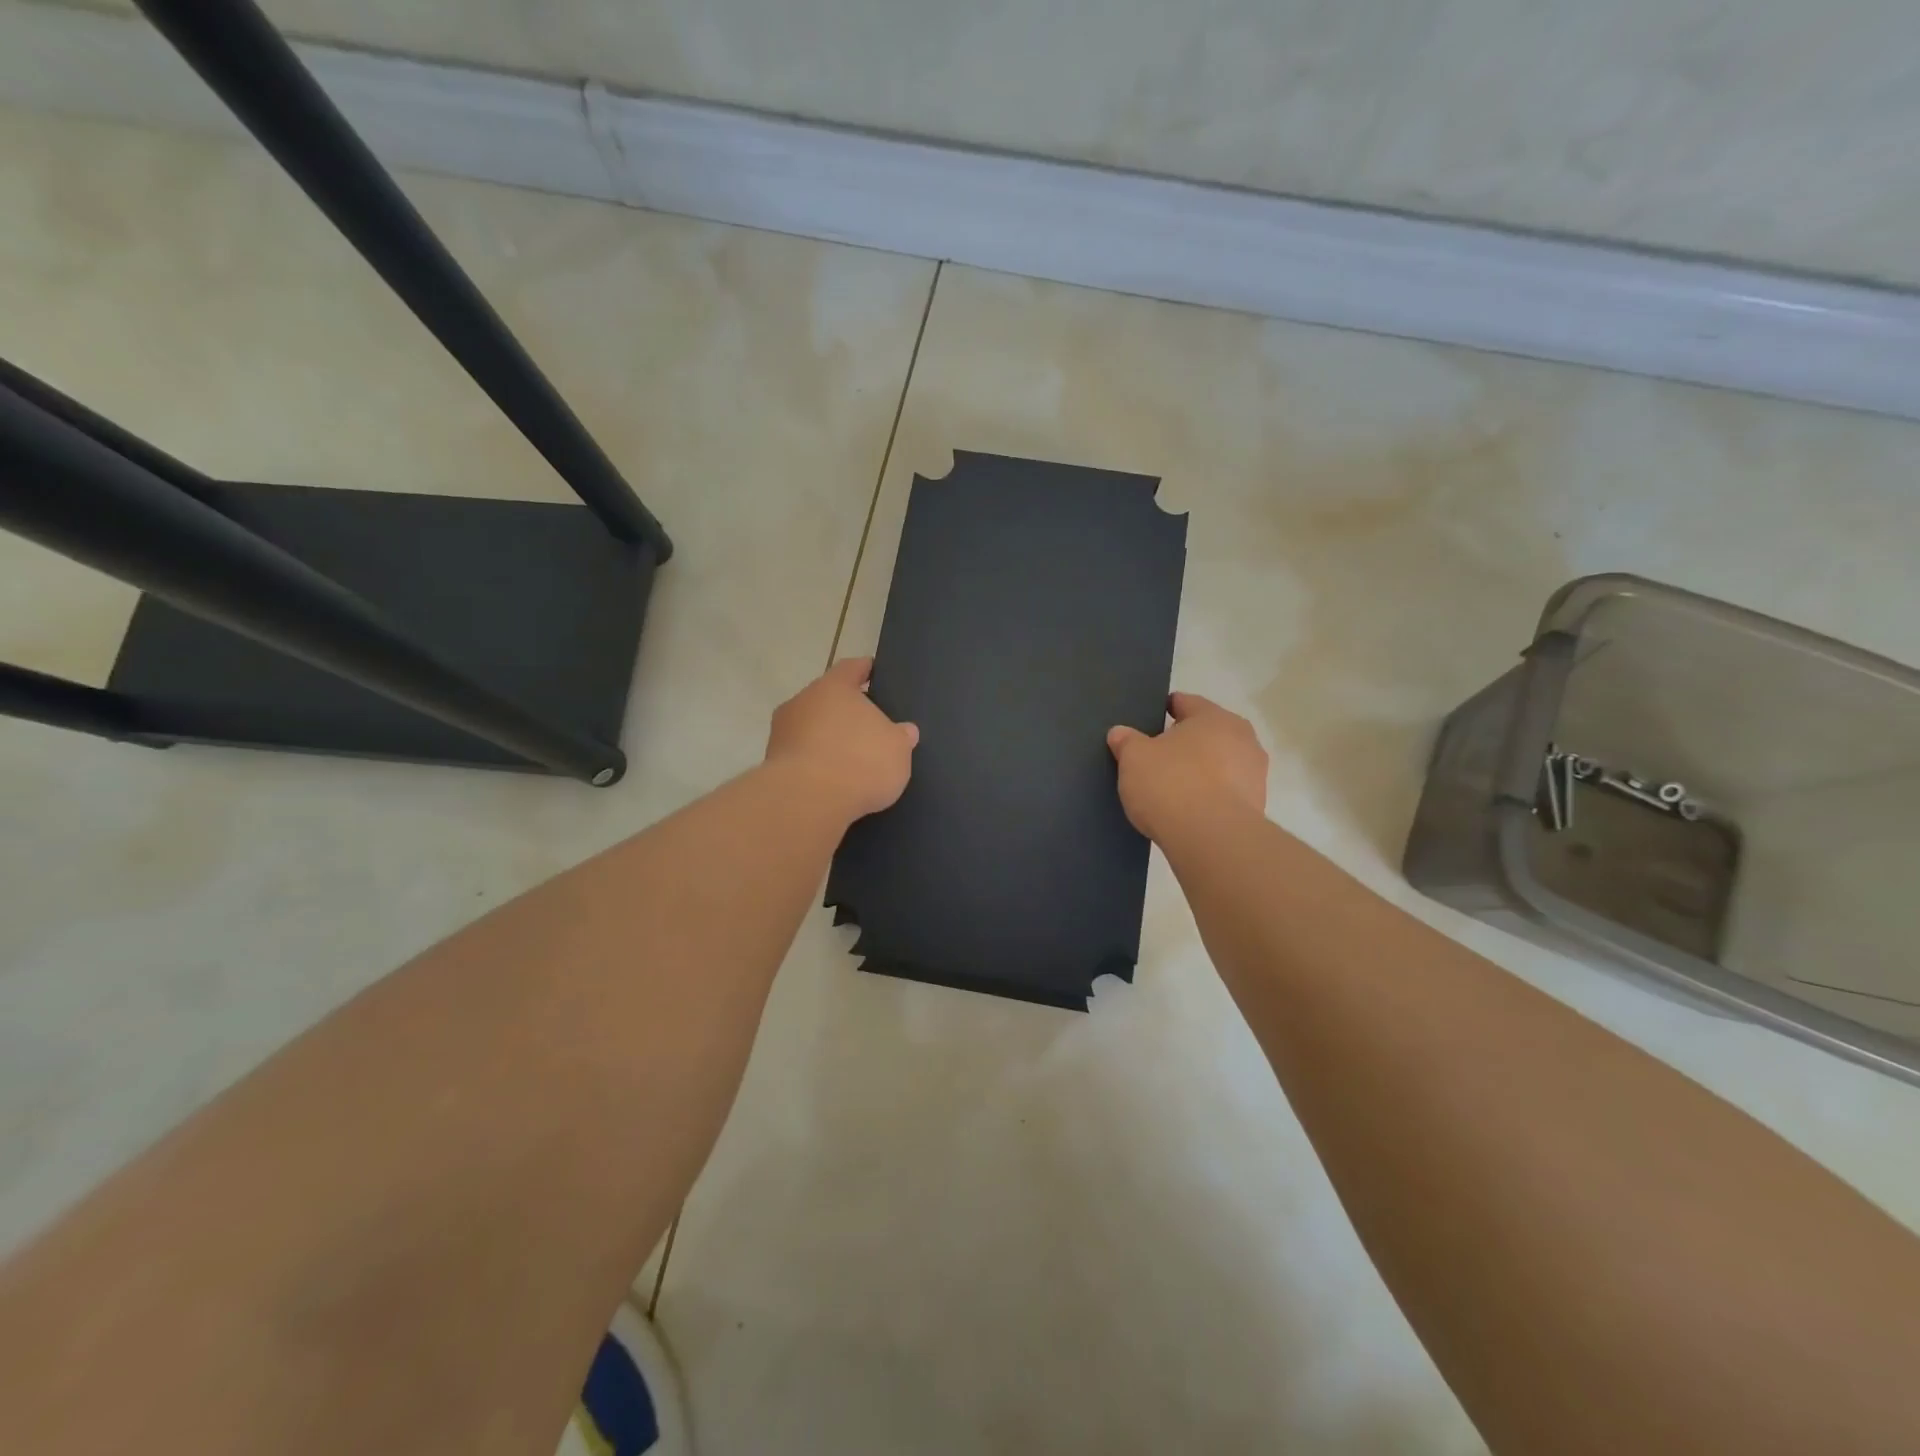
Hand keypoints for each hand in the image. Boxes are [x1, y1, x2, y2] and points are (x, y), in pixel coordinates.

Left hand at [765, 657, 918, 821]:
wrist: (807, 802)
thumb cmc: (859, 762)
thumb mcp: (897, 749)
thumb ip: (900, 737)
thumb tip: (904, 731)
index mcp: (834, 687)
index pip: (852, 668)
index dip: (865, 670)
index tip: (874, 671)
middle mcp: (802, 701)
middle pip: (827, 700)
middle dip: (845, 712)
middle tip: (868, 726)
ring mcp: (782, 733)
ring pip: (811, 728)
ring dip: (827, 740)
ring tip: (850, 760)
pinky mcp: (772, 764)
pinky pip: (801, 757)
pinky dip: (815, 764)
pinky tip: (831, 781)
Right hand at [1107, 691, 1267, 841]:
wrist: (1211, 838)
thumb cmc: (1171, 784)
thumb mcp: (1134, 758)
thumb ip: (1126, 741)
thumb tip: (1120, 733)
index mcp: (1214, 717)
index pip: (1185, 703)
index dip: (1165, 709)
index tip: (1149, 720)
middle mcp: (1242, 738)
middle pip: (1206, 734)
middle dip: (1184, 743)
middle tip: (1156, 756)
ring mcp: (1254, 774)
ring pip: (1219, 764)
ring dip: (1199, 771)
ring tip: (1171, 788)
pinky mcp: (1256, 806)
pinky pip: (1225, 792)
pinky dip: (1208, 796)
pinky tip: (1187, 810)